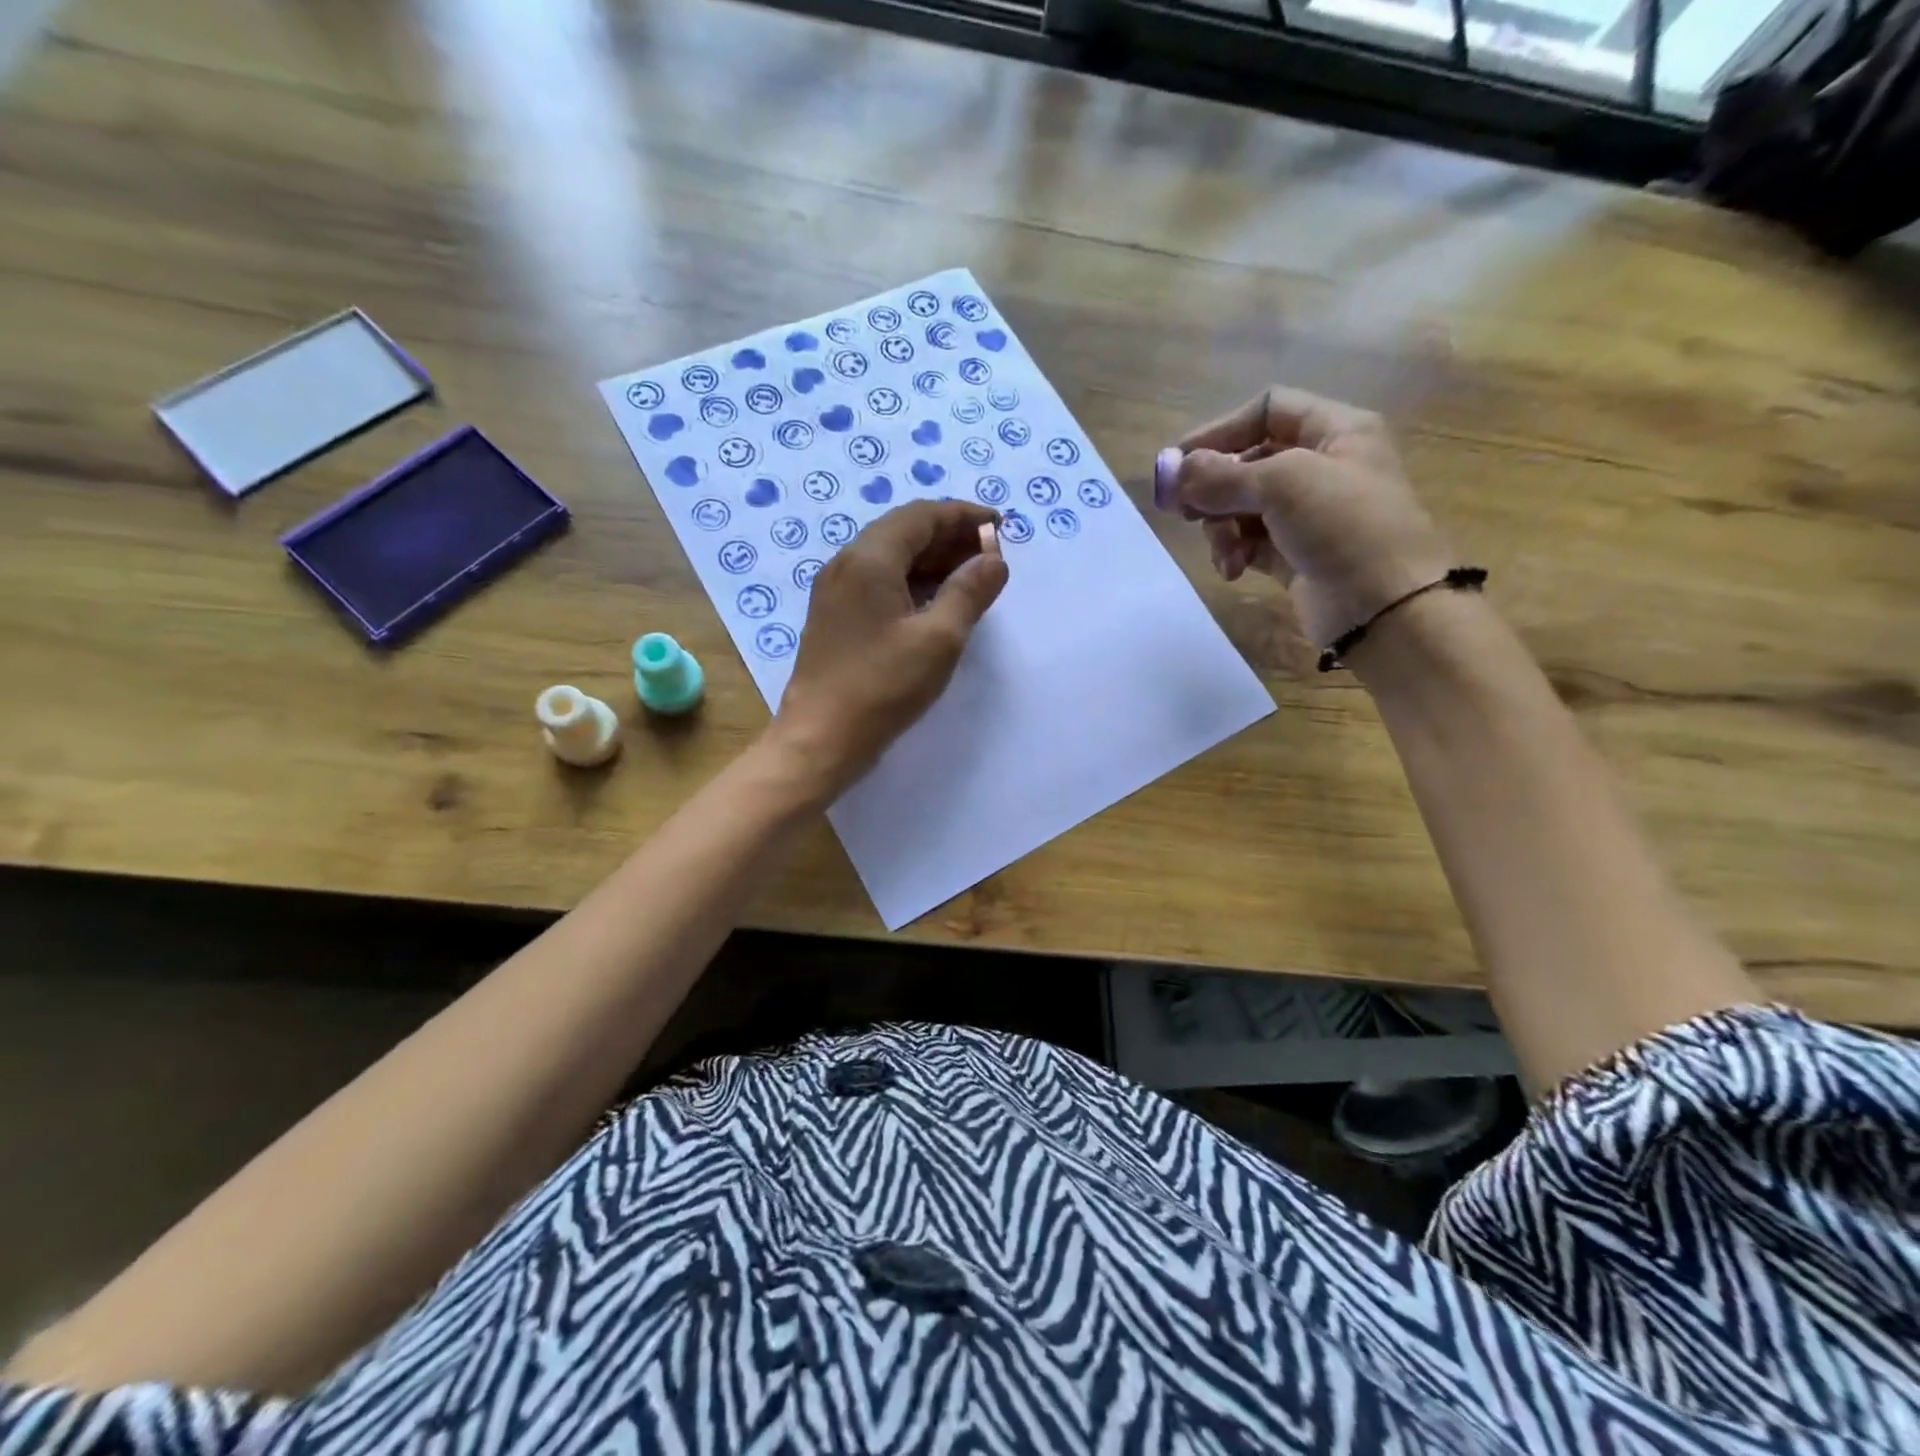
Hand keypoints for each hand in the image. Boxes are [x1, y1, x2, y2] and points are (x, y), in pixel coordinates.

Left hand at [771, 499, 1007, 796]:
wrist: (820, 738)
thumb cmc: (883, 687)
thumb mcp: (939, 639)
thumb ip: (970, 592)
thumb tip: (994, 559)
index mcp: (869, 559)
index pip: (921, 516)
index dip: (963, 516)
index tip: (1000, 527)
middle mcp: (846, 564)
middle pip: (903, 532)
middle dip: (950, 537)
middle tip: (990, 555)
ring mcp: (835, 592)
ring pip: (890, 558)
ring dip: (932, 560)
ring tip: (971, 577)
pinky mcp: (835, 618)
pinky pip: (878, 582)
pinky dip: (912, 582)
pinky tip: (936, 602)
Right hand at [1154, 387, 1452, 648]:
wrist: (1385, 607)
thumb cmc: (1345, 526)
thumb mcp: (1283, 484)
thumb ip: (1222, 475)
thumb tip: (1172, 471)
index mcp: (1335, 431)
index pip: (1267, 410)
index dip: (1220, 431)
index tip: (1178, 462)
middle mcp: (1322, 467)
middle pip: (1248, 462)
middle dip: (1214, 487)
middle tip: (1181, 510)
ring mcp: (1308, 514)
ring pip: (1243, 506)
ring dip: (1221, 527)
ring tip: (1223, 550)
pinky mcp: (1295, 555)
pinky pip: (1249, 542)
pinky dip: (1234, 552)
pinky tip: (1232, 569)